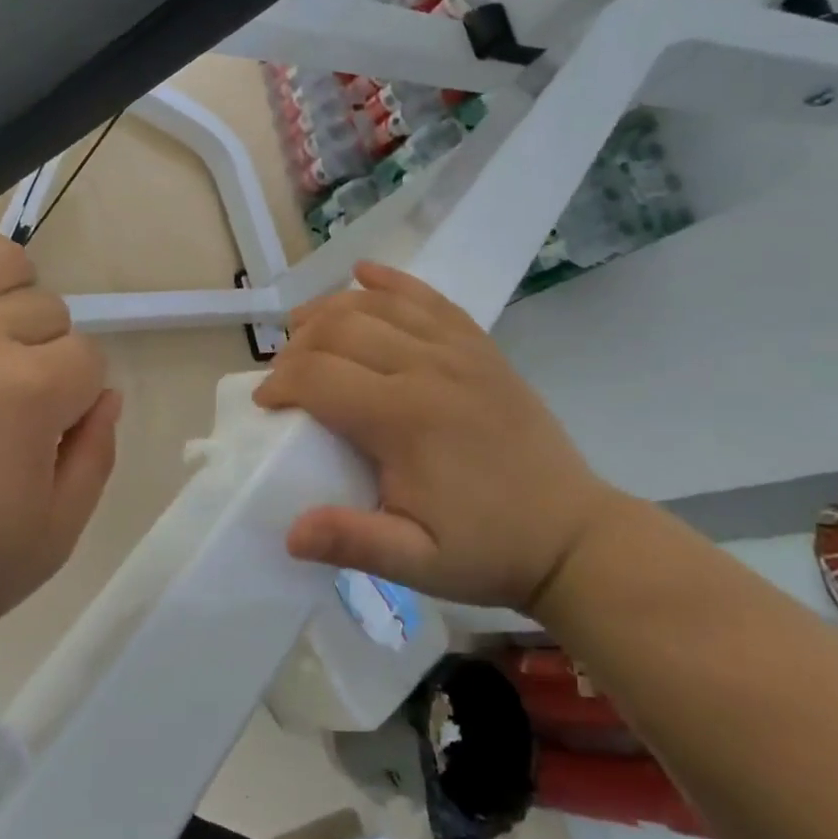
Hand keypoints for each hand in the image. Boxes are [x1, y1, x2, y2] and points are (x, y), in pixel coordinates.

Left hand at [0, 169, 119, 666]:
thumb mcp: (47, 543)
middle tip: (11, 409)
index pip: (88, 360)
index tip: (48, 437)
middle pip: (46, 309)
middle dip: (47, 353)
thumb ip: (94, 458)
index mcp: (27, 392)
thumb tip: (105, 394)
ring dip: (14, 288)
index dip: (77, 400)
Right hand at [253, 261, 629, 613]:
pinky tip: (364, 273)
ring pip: (379, 305)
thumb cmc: (487, 549)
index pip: (319, 377)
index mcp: (405, 419)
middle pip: (341, 330)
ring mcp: (460, 351)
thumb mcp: (416, 565)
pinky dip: (392, 283)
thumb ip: (353, 543)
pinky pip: (430, 299)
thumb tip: (289, 533)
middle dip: (298, 345)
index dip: (280, 384)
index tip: (265, 404)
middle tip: (283, 375)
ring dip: (331, 308)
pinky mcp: (481, 347)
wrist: (572, 535)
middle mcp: (430, 368)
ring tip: (303, 326)